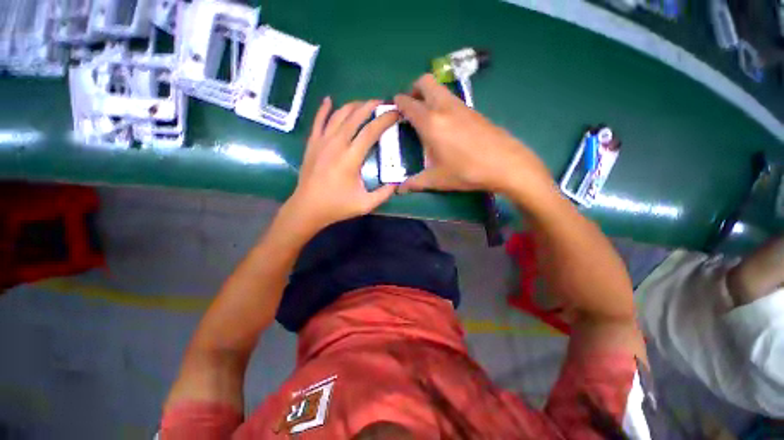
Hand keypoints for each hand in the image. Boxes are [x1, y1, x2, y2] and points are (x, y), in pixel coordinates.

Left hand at [284, 97, 398, 234]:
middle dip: (371, 106)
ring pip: (338, 115)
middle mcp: (336, 144)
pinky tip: (329, 100)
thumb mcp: (366, 204)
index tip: (396, 113)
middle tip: (383, 103)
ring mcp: (321, 141)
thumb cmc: (337, 206)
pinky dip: (324, 109)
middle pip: (355, 117)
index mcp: (351, 158)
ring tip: (364, 104)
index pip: (371, 131)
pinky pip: (318, 120)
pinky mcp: (312, 144)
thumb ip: (384, 193)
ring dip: (353, 106)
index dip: (385, 120)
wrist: (308, 208)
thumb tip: (397, 182)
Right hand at [394, 74, 553, 198]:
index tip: (393, 107)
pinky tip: (445, 123)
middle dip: (413, 89)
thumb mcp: (437, 179)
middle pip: (425, 82)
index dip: (398, 102)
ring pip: (440, 88)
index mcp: (431, 122)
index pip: (409, 103)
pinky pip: (452, 98)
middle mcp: (444, 108)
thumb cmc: (466, 171)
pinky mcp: (474, 111)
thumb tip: (400, 190)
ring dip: (429, 94)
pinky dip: (442, 102)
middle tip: (410, 106)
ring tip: (426, 115)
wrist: (505, 164)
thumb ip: (415, 183)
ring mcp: (461, 106)